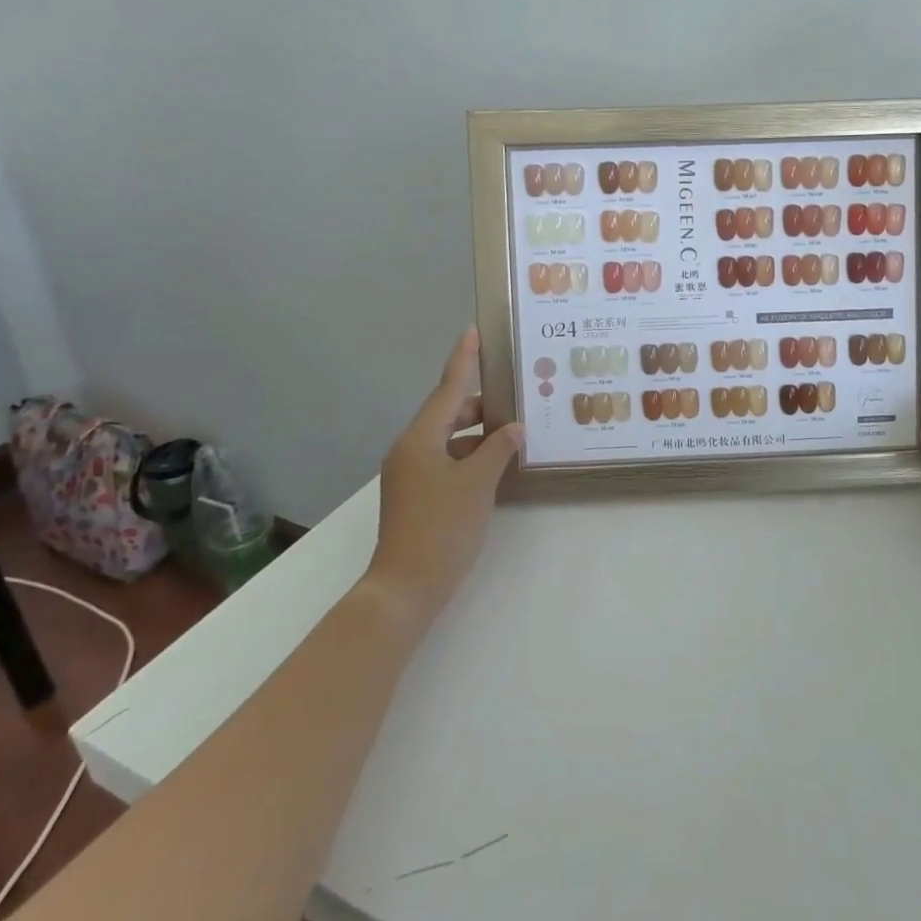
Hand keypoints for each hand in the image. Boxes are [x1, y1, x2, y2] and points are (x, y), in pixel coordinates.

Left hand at [368, 328, 523, 620]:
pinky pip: (446, 461)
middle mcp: (411, 450)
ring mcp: (411, 474)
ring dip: (478, 434)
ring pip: (449, 439)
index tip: (472, 332)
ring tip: (512, 431)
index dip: (463, 360)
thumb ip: (498, 450)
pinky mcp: (417, 495)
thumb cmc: (442, 528)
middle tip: (514, 394)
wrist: (406, 588)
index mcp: (420, 439)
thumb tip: (513, 428)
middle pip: (448, 413)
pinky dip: (470, 457)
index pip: (448, 389)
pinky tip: (496, 465)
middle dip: (480, 404)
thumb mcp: (478, 485)